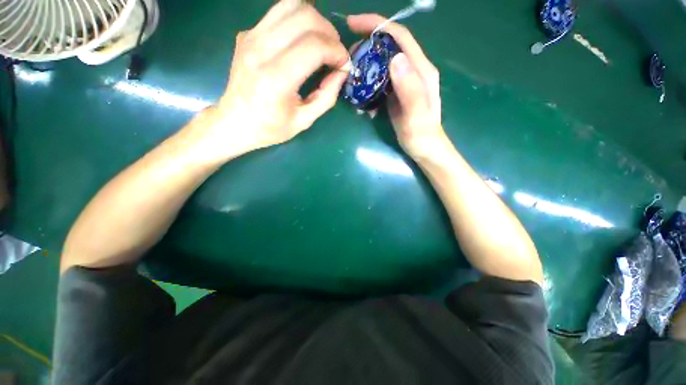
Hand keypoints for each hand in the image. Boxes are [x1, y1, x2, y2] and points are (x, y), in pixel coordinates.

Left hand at [203, 0, 350, 158]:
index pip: (314, 46)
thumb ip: (326, 96)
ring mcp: (251, 37)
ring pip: (291, 5)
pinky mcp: (247, 33)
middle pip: (305, 17)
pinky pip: (279, 13)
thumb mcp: (304, 120)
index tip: (344, 64)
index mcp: (276, 79)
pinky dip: (298, 21)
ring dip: (315, 21)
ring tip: (321, 43)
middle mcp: (261, 50)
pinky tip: (303, 41)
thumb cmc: (271, 127)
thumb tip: (342, 73)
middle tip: (335, 53)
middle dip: (329, 33)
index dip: (337, 51)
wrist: (235, 121)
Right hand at [347, 14, 444, 157]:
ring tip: (350, 71)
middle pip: (390, 46)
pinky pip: (381, 79)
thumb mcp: (416, 115)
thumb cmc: (421, 135)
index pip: (399, 37)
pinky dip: (369, 80)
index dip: (377, 25)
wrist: (425, 149)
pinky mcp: (397, 93)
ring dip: (366, 62)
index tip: (352, 23)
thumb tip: (395, 58)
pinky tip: (360, 90)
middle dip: (367, 43)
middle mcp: (414, 70)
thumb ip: (410, 88)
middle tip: (347, 55)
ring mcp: (405, 82)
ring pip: (383, 62)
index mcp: (421, 70)